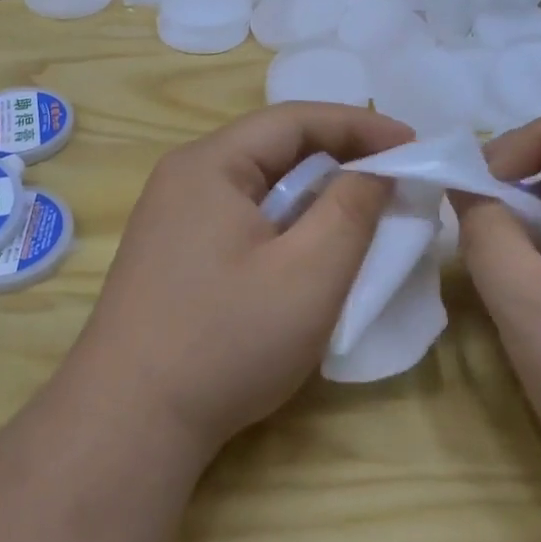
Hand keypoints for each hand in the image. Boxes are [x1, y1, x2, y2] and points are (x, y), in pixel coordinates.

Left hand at [63, 104, 412, 463]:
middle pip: (273, 147)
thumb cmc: (225, 341)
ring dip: (312, 191)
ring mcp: (172, 216)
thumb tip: (374, 171)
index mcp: (210, 164)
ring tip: (361, 210)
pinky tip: (308, 248)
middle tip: (393, 178)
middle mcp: (185, 176)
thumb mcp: (309, 275)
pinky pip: (241, 215)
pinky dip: (285, 220)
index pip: (295, 120)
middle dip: (338, 156)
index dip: (359, 126)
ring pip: (258, 183)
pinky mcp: (172, 252)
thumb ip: (351, 210)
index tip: (412, 145)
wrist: (129, 422)